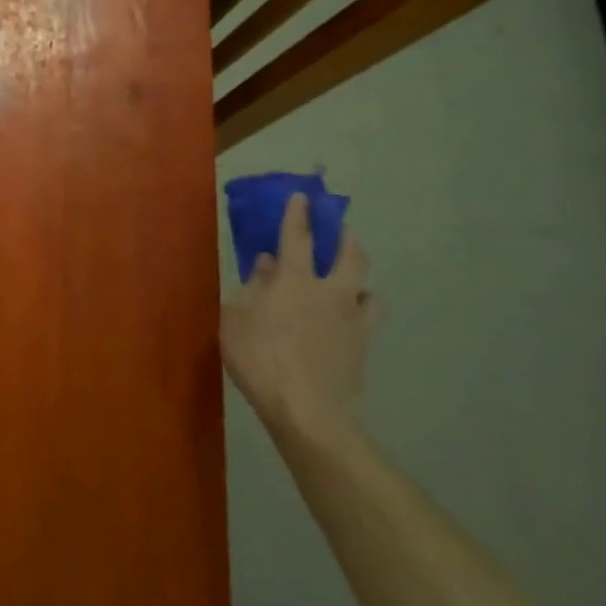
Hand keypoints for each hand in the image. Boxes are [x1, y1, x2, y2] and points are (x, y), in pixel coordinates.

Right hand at [221, 193, 379, 441]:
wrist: (306, 409)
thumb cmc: (260, 357)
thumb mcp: (235, 319)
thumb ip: (250, 289)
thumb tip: (265, 266)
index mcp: (295, 281)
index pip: (297, 237)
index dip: (298, 214)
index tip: (302, 196)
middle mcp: (330, 294)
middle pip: (351, 258)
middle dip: (347, 239)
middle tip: (343, 230)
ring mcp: (353, 322)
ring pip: (371, 292)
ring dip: (362, 283)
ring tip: (352, 284)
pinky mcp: (363, 350)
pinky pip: (368, 323)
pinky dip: (360, 316)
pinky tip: (348, 324)